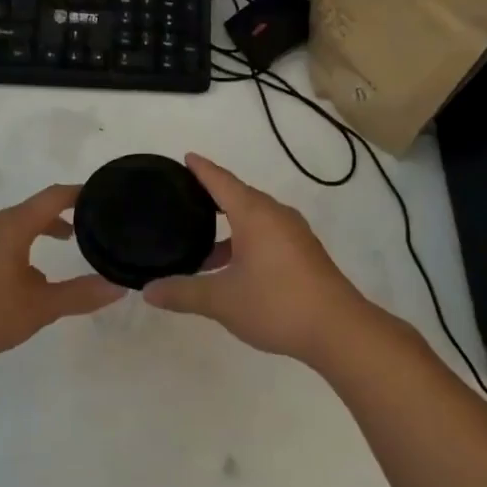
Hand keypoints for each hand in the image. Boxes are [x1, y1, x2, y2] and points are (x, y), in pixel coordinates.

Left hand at [0, 185, 122, 360]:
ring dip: (38, 234)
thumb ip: (78, 296)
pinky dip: (18, 247)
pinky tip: (20, 280)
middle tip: (87, 229)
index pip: (54, 196)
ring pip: (13, 227)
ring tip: (57, 253)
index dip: (79, 193)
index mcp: (14, 225)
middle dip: (61, 217)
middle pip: (33, 210)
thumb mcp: (38, 307)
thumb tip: (116, 287)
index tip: (101, 196)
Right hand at [143, 154, 373, 364]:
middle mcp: (275, 215)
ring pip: (254, 218)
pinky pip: (268, 233)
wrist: (338, 328)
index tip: (186, 157)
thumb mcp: (222, 300)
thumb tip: (148, 290)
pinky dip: (246, 240)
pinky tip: (234, 267)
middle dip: (212, 198)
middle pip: (239, 196)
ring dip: (229, 227)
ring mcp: (294, 233)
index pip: (221, 181)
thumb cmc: (276, 303)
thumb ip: (183, 292)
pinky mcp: (304, 252)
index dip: (201, 169)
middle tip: (184, 202)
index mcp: (254, 214)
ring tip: (202, 245)